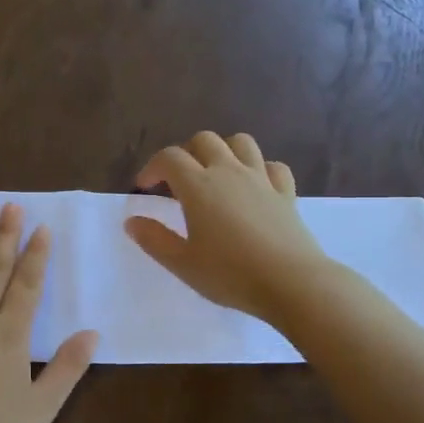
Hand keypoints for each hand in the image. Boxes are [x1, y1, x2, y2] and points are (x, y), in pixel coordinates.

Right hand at [125, 132, 331, 323]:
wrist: (291, 282)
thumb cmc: (230, 274)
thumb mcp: (182, 263)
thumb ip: (154, 239)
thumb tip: (132, 221)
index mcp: (198, 186)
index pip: (170, 158)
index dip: (152, 167)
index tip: (144, 188)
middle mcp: (229, 172)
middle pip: (204, 140)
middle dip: (186, 153)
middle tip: (178, 181)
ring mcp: (261, 179)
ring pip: (241, 142)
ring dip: (223, 150)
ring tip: (215, 173)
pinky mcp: (286, 192)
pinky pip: (272, 166)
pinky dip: (259, 168)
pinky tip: (254, 186)